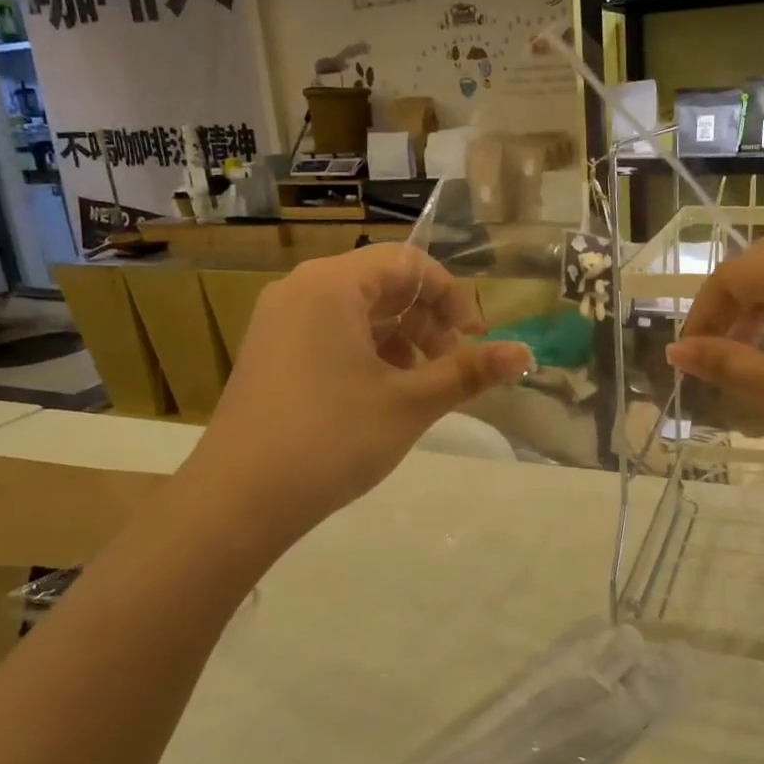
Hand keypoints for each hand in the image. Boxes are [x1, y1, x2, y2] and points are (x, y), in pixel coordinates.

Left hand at [178, 245, 531, 544]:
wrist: (237, 500)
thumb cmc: (331, 439)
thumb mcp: (410, 403)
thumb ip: (469, 371)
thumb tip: (525, 353)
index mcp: (332, 285)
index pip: (408, 263)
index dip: (451, 296)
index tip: (475, 339)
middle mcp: (301, 291)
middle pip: (382, 284)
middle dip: (427, 321)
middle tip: (452, 367)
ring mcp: (279, 323)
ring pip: (358, 313)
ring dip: (401, 340)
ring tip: (421, 385)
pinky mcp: (270, 354)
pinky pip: (331, 335)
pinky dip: (367, 353)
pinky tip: (382, 395)